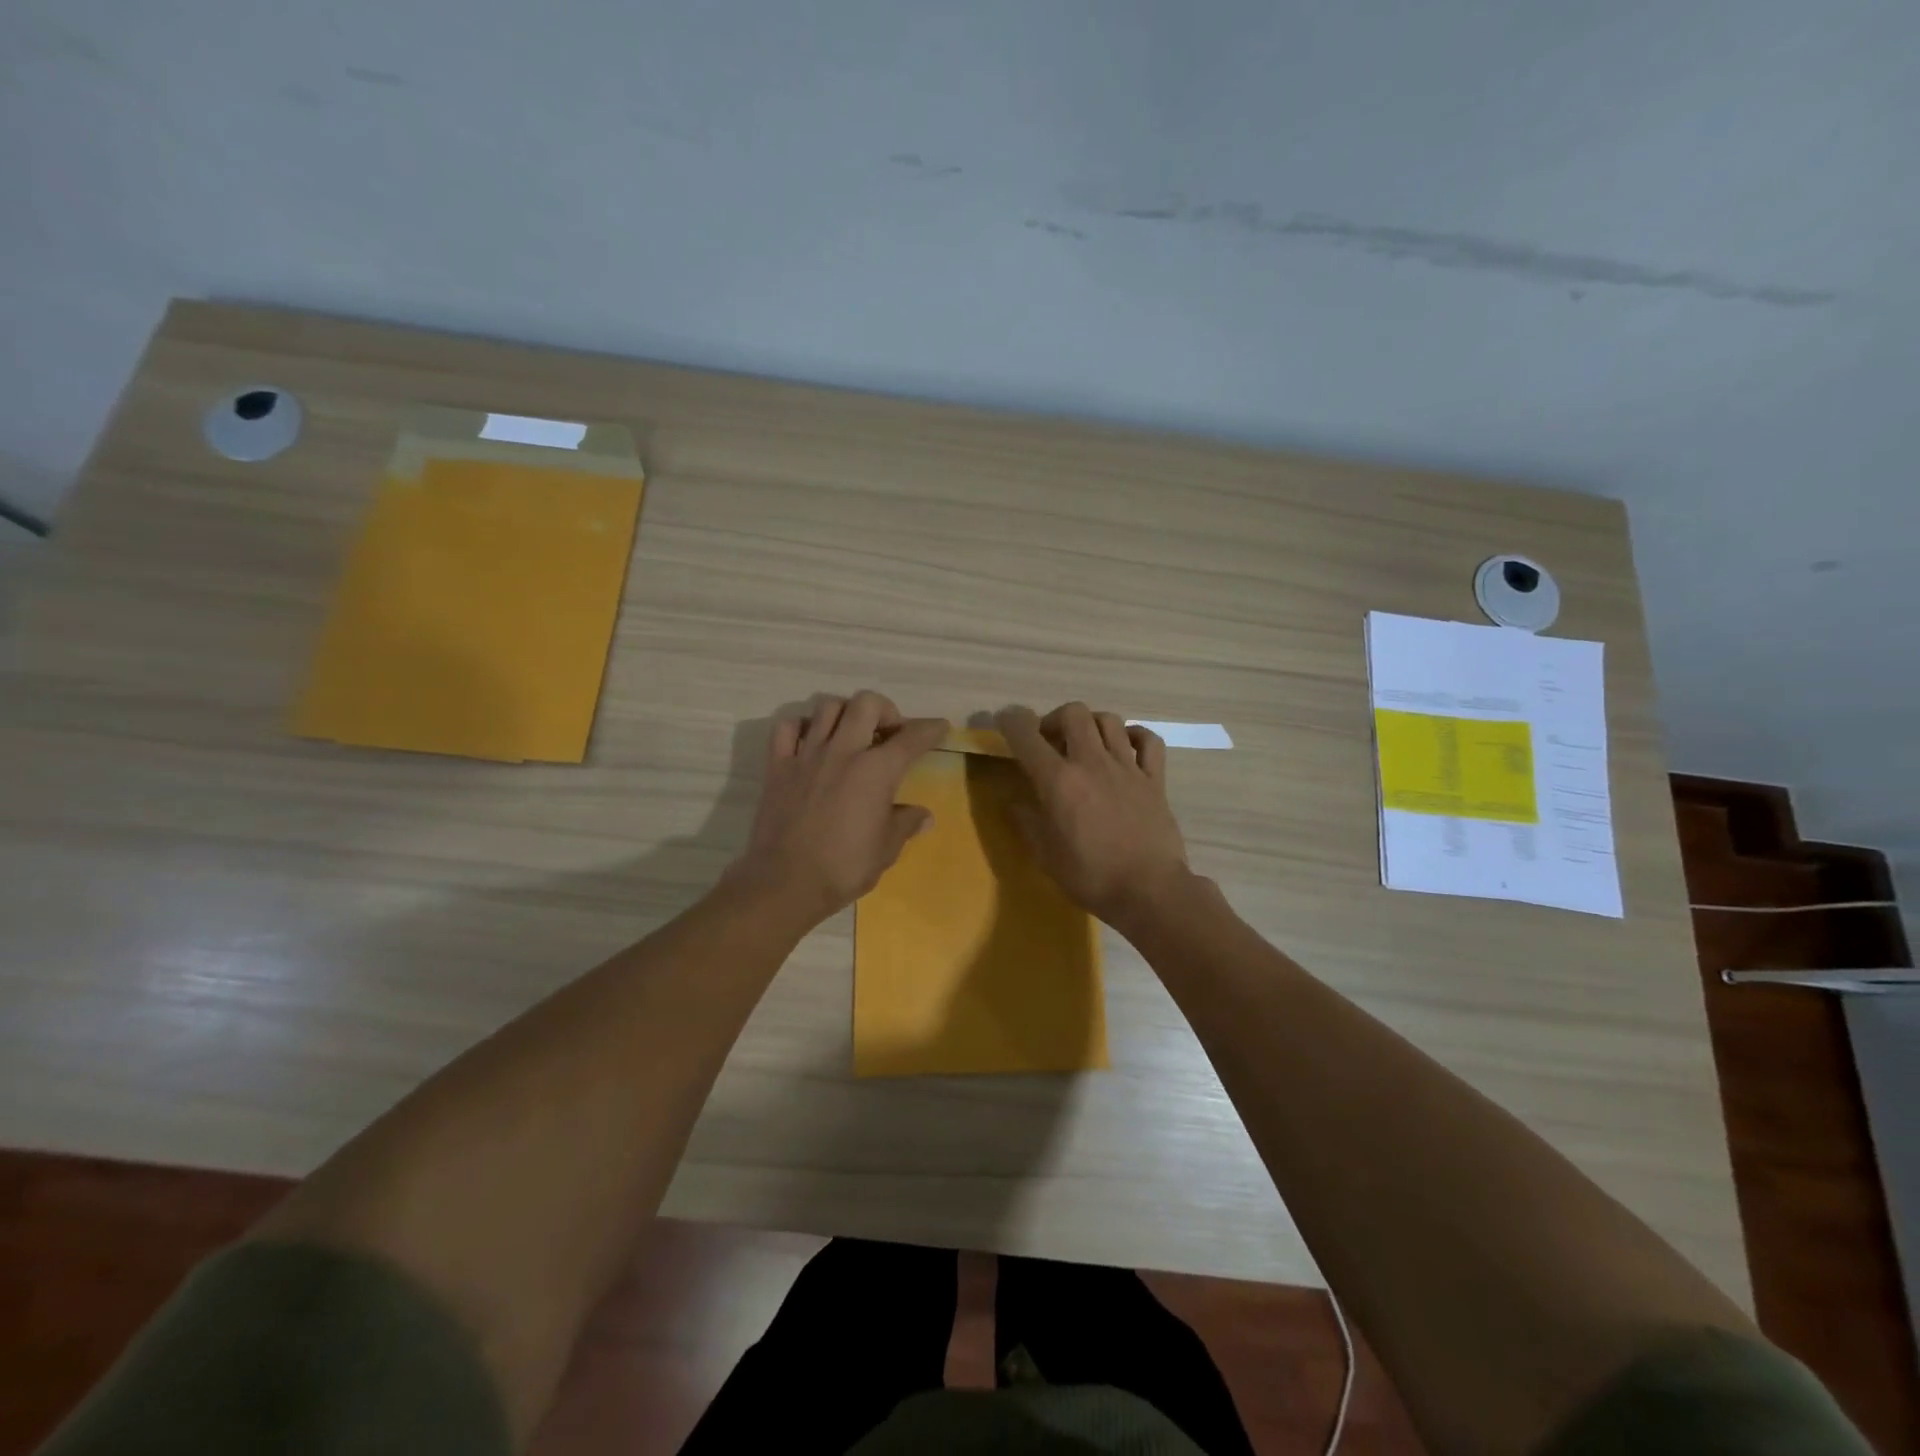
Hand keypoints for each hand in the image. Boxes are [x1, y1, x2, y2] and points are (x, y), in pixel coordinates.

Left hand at [729, 692, 948, 925]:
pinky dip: (801, 727)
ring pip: (828, 707)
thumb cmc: (844, 867)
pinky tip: (810, 742)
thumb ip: (905, 824)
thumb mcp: (886, 849)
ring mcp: (807, 754)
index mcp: (877, 770)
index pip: (912, 737)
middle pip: (866, 703)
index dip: (931, 729)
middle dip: (885, 710)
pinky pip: (786, 727)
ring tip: (851, 734)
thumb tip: (924, 816)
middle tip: (888, 733)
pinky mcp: (778, 766)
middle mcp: (843, 751)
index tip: (939, 728)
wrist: (785, 882)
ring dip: (845, 713)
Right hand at [995, 703, 1191, 930]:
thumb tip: (1015, 803)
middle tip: (1049, 742)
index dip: (1011, 720)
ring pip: (1109, 720)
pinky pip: (1148, 741)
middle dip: (1055, 719)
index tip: (1005, 720)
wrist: (1150, 892)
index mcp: (1059, 781)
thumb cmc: (1091, 877)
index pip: (1027, 736)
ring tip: (1084, 744)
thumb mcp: (1046, 856)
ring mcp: (1127, 768)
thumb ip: (1028, 823)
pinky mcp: (1155, 780)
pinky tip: (1125, 748)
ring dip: (1091, 724)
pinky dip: (1134, 736)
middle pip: (1073, 713)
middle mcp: (1092, 763)